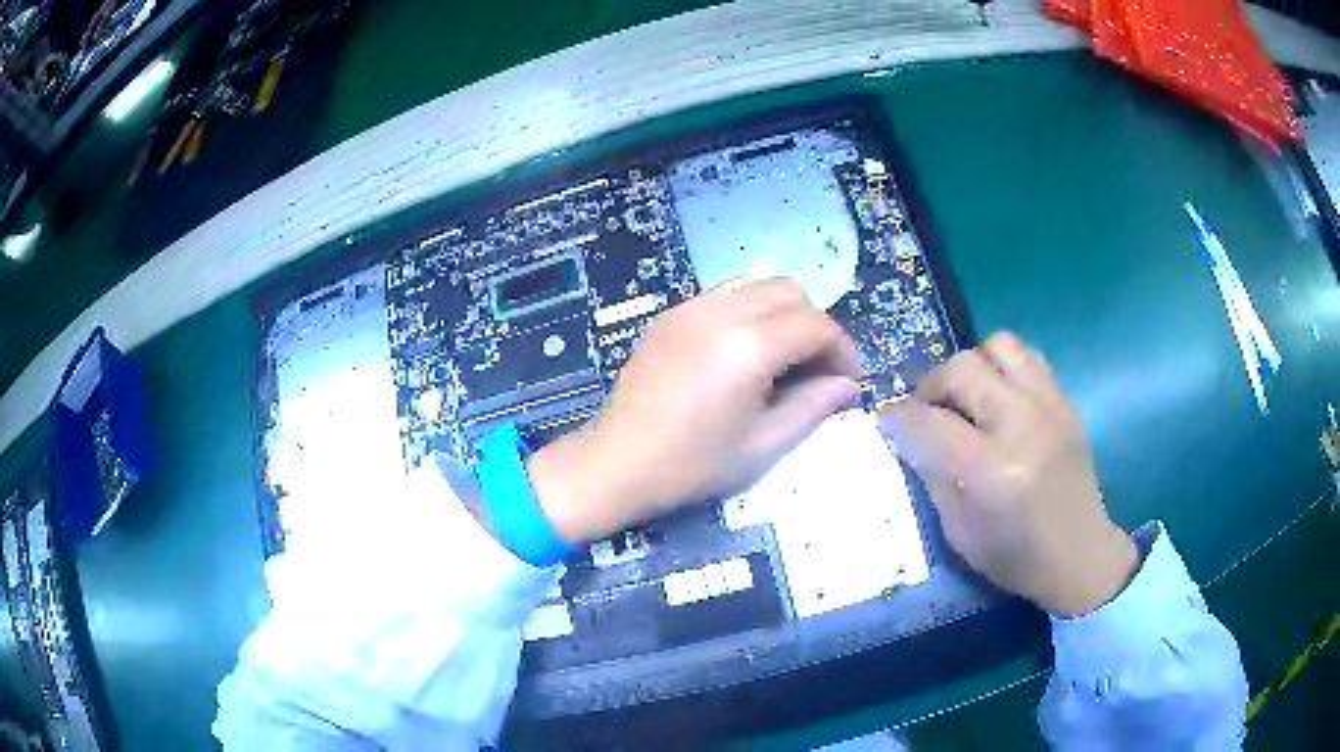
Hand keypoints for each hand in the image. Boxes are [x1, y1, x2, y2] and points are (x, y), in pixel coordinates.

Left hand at [528, 278, 861, 544]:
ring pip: (759, 285)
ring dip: (783, 314)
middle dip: (814, 327)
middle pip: (792, 292)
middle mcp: (723, 311)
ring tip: (782, 359)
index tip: (848, 380)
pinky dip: (749, 312)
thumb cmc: (693, 465)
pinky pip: (726, 295)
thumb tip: (846, 385)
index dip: (842, 350)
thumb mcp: (763, 445)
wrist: (618, 462)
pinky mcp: (672, 314)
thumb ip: (813, 407)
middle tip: (815, 371)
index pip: (817, 325)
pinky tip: (742, 353)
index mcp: (750, 345)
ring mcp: (692, 307)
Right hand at [878, 332, 1136, 615]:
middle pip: (961, 370)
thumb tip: (906, 434)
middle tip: (927, 411)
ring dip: (971, 366)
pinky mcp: (1065, 399)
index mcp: (990, 471)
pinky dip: (1001, 368)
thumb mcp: (958, 532)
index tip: (885, 421)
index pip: (928, 422)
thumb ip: (932, 475)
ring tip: (967, 398)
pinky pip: (1026, 356)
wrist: (1080, 553)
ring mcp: (1049, 405)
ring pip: (997, 346)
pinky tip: (998, 398)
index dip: (897, 418)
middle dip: (930, 386)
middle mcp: (1021, 425)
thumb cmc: (1014, 556)